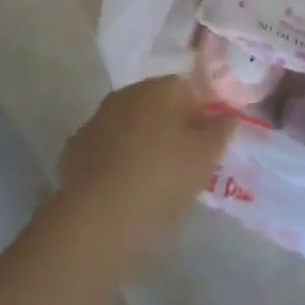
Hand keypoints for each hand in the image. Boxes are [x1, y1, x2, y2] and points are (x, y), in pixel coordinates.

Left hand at [56, 77, 236, 273]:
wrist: (99, 217)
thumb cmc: (162, 179)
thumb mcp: (205, 158)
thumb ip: (220, 131)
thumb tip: (228, 115)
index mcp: (159, 88)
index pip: (188, 87)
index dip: (202, 112)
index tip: (209, 141)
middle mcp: (126, 93)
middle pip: (157, 104)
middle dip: (172, 125)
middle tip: (187, 162)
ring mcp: (97, 119)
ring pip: (131, 125)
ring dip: (143, 142)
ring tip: (157, 179)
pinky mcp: (76, 147)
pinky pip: (108, 148)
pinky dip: (118, 161)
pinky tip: (126, 188)